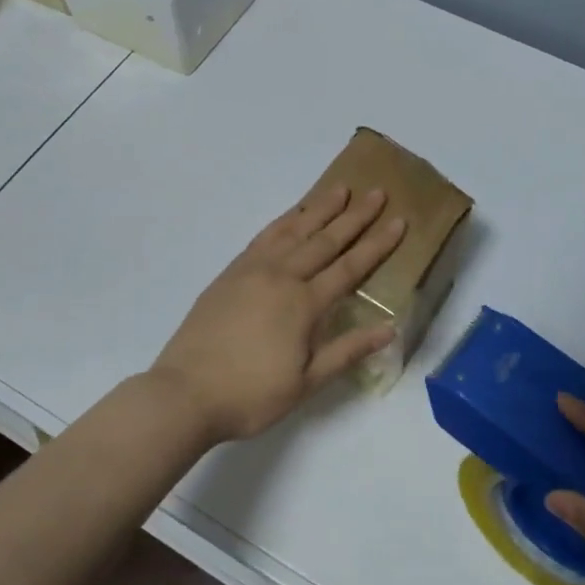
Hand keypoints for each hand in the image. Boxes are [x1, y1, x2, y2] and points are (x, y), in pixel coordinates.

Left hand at [149, 185, 406, 445]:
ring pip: (293, 230)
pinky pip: (263, 237)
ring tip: (340, 189)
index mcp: (304, 304)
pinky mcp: (230, 273)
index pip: (350, 267)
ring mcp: (252, 270)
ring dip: (319, 209)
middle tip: (377, 192)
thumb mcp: (306, 382)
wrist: (185, 393)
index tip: (399, 220)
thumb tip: (389, 329)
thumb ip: (347, 351)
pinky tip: (293, 215)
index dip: (377, 244)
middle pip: (325, 240)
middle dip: (355, 216)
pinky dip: (283, 221)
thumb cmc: (251, 394)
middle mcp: (281, 277)